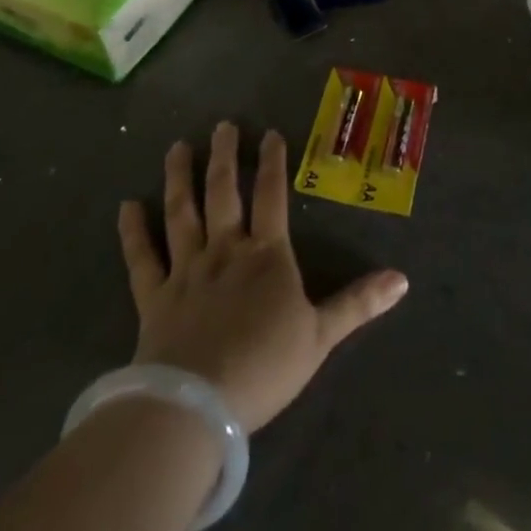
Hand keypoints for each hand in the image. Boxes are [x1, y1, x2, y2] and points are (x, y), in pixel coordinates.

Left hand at [117, 122, 407, 433]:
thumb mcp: (321, 336)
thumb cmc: (264, 367)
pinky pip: (142, 259)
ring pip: (182, 214)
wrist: (196, 406)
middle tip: (222, 125)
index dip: (273, 162)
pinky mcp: (154, 298)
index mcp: (266, 255)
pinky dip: (133, 232)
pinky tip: (127, 206)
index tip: (270, 133)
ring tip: (178, 147)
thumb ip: (358, 303)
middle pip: (224, 193)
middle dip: (225, 157)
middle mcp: (225, 251)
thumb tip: (403, 279)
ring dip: (180, 178)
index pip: (272, 196)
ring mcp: (186, 271)